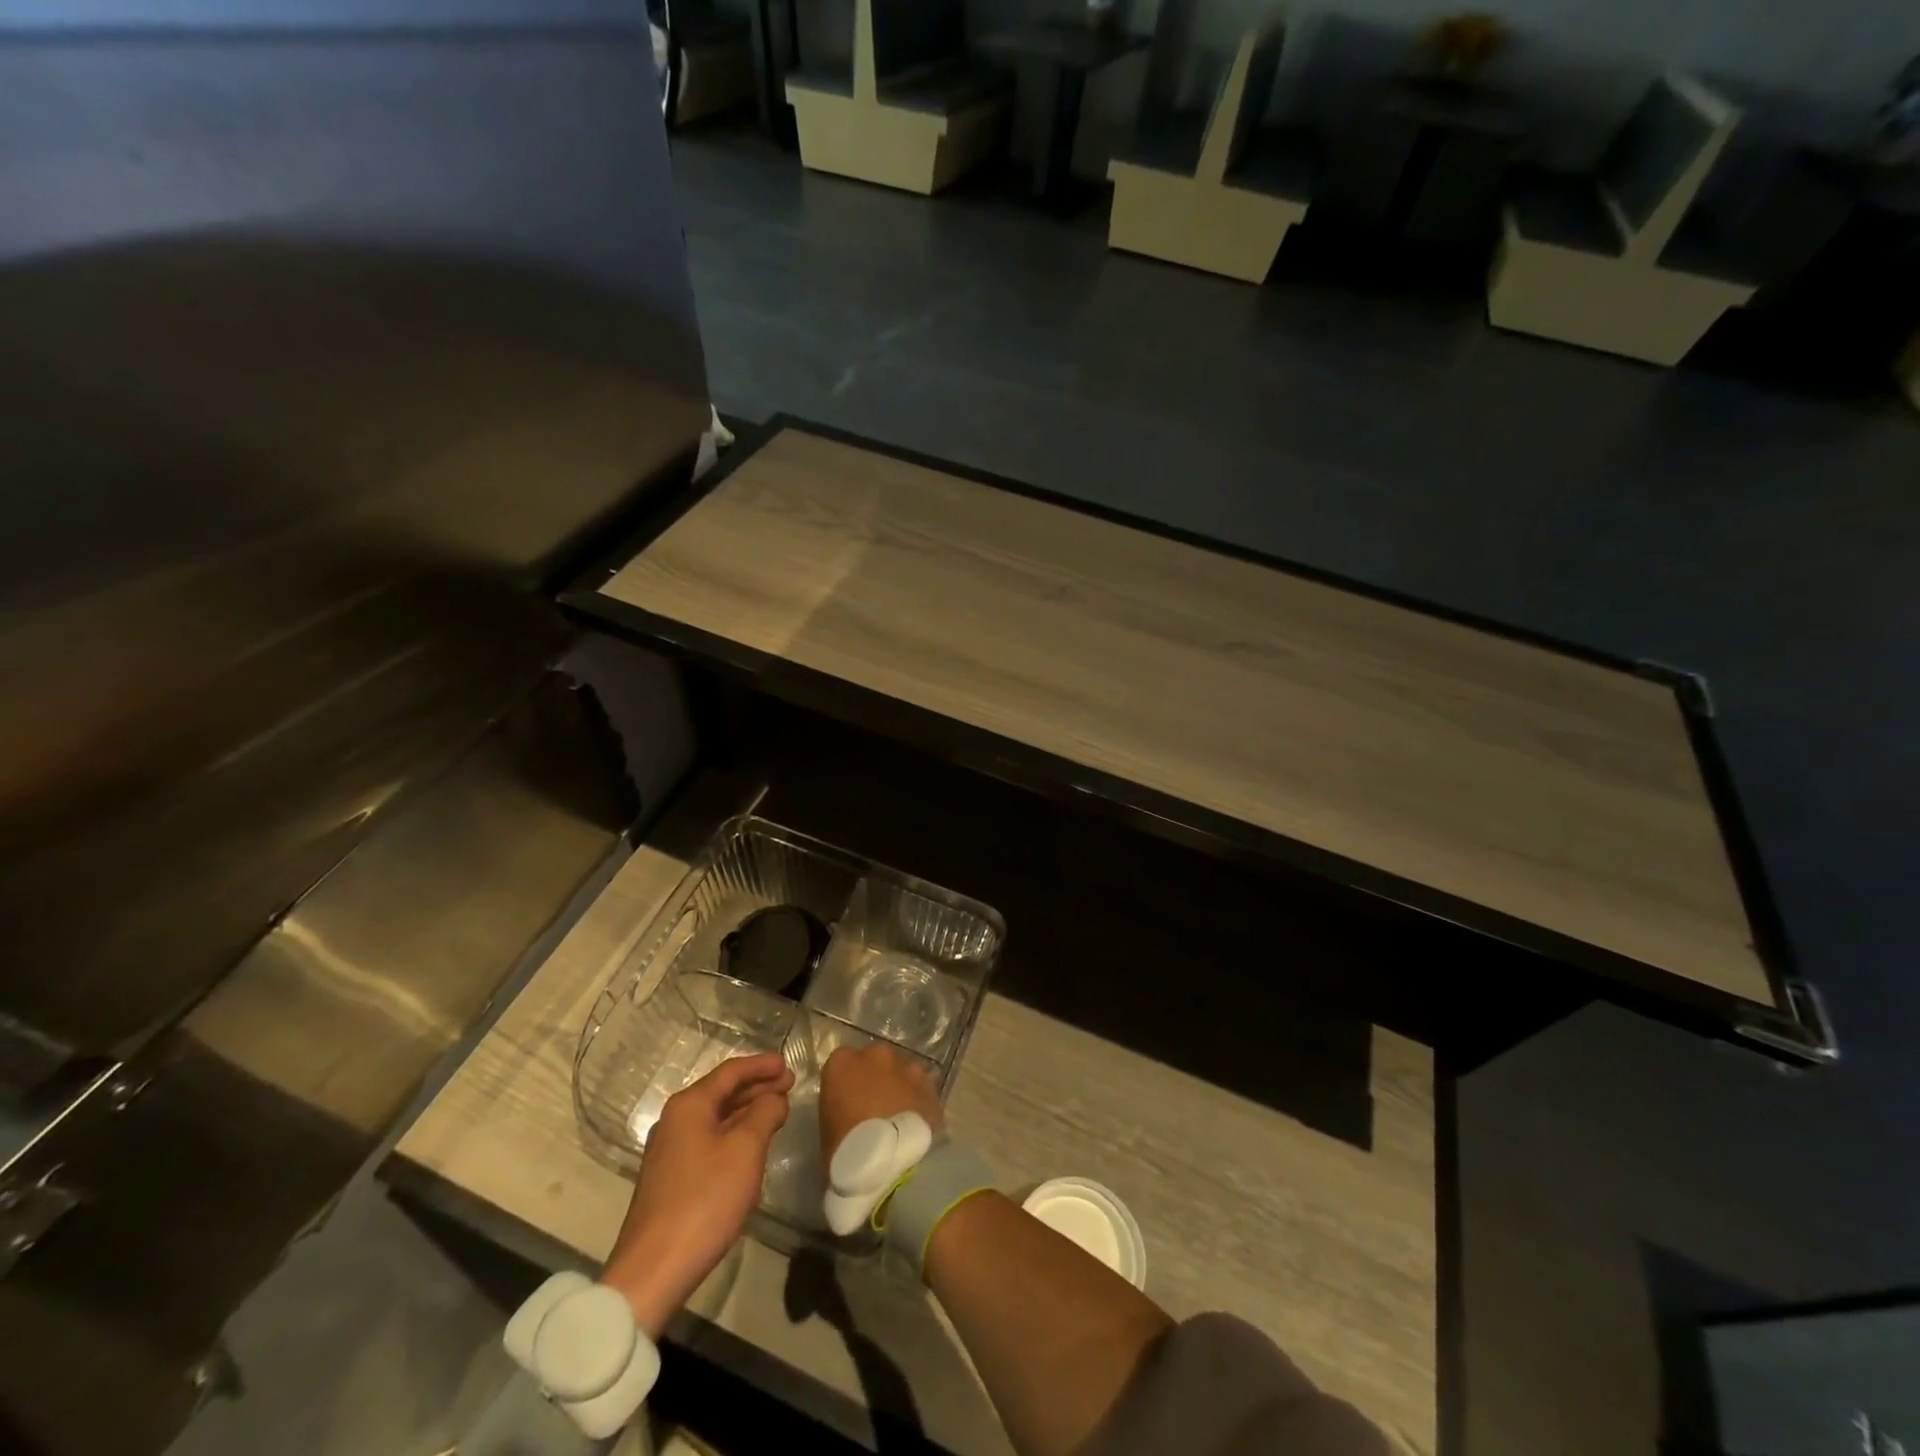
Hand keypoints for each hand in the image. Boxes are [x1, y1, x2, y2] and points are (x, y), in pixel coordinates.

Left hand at [599, 1052, 793, 1337]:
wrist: (653, 1270)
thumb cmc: (704, 1199)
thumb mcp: (745, 1149)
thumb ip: (765, 1113)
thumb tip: (774, 1097)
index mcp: (689, 1105)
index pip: (731, 1071)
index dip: (761, 1065)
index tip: (788, 1064)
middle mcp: (675, 1120)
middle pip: (722, 1092)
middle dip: (757, 1087)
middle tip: (790, 1086)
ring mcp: (670, 1151)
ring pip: (716, 1118)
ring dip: (747, 1111)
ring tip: (778, 1112)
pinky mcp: (671, 1178)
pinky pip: (709, 1141)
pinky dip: (734, 1134)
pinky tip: (752, 1145)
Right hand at [818, 1042, 943, 1165]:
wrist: (885, 1165)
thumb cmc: (843, 1151)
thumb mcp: (827, 1129)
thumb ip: (840, 1108)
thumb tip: (850, 1113)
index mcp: (843, 1063)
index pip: (842, 1062)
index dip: (847, 1081)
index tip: (848, 1100)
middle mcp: (876, 1056)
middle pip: (875, 1059)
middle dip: (876, 1077)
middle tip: (875, 1106)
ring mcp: (907, 1068)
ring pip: (903, 1071)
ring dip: (900, 1086)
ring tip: (898, 1116)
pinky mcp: (930, 1087)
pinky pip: (922, 1090)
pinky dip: (919, 1101)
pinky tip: (915, 1124)